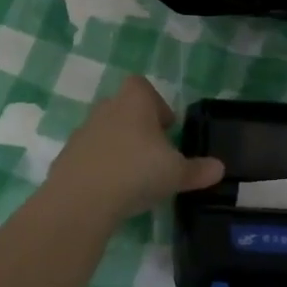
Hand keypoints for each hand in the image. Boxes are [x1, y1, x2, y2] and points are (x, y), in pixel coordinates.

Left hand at [47, 76, 223, 221]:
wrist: (81, 199)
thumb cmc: (136, 171)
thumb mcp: (176, 173)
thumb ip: (198, 170)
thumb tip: (220, 168)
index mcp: (134, 101)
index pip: (143, 86)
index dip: (156, 104)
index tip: (167, 129)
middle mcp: (106, 109)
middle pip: (124, 109)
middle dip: (139, 128)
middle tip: (155, 155)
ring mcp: (83, 133)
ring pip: (106, 133)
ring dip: (119, 148)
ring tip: (134, 176)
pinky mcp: (67, 158)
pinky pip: (90, 157)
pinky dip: (101, 168)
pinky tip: (112, 192)